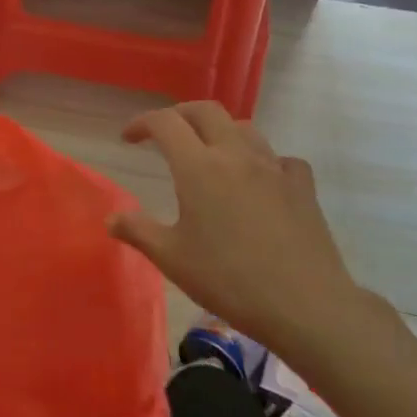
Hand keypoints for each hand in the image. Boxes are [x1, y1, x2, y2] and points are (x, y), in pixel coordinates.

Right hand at [110, 102, 394, 373]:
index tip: (129, 138)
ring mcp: (274, 168)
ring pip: (244, 128)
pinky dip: (263, 160)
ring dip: (220, 131)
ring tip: (208, 152)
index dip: (142, 123)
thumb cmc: (228, 280)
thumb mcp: (171, 258)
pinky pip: (280, 158)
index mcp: (198, 167)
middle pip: (206, 111)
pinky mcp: (302, 187)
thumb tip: (111, 218)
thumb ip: (137, 231)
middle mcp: (236, 155)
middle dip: (180, 114)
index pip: (165, 123)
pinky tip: (259, 181)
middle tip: (165, 134)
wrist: (304, 305)